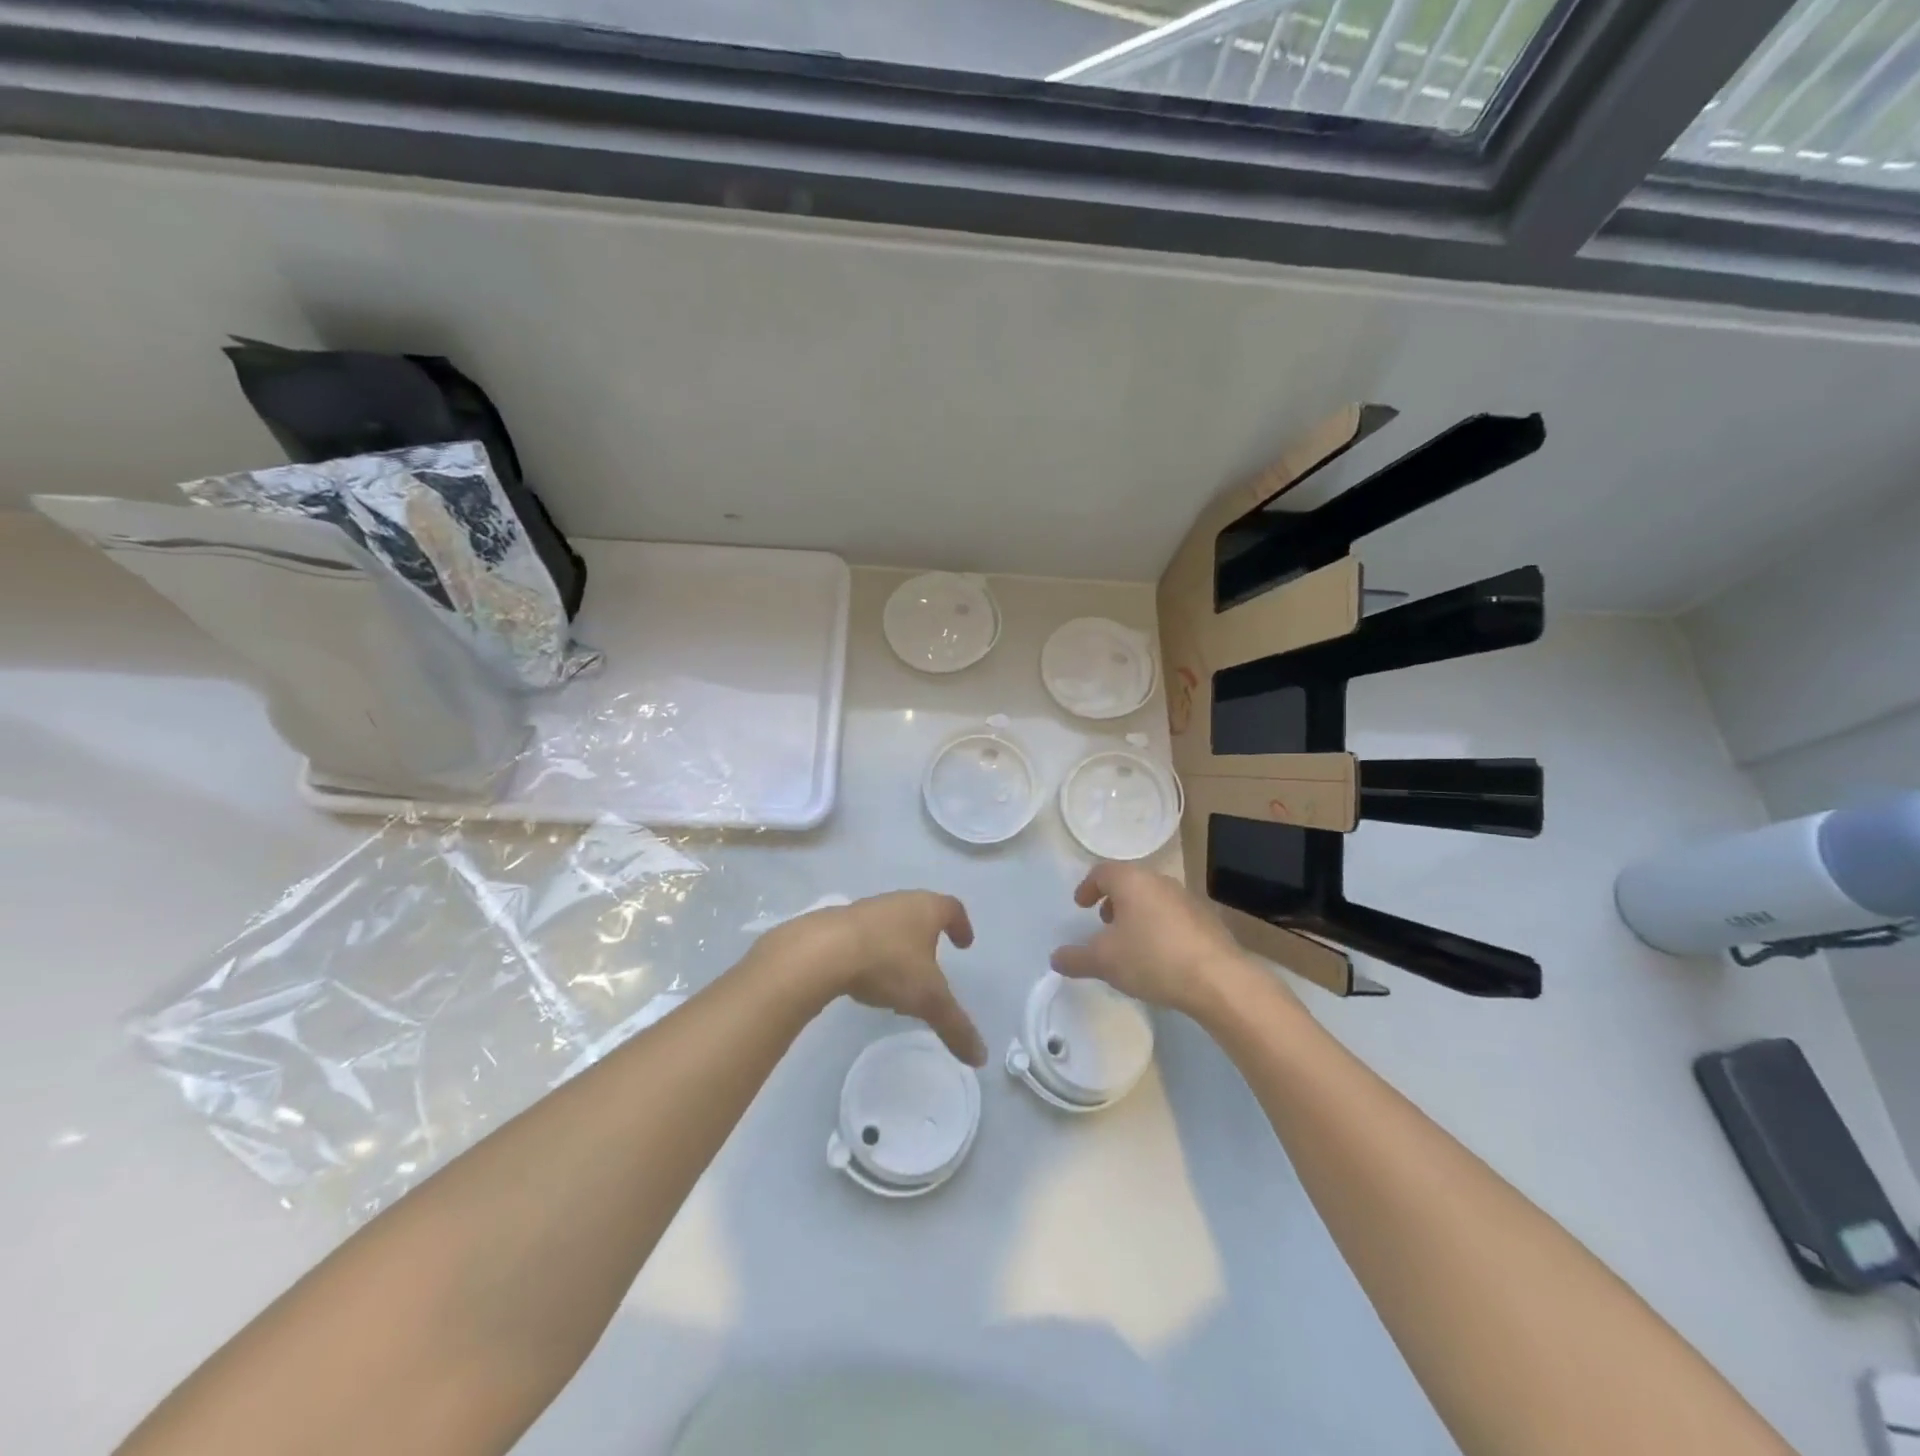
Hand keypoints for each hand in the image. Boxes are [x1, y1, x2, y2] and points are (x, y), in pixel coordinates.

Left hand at [761, 891, 986, 1065]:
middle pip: (920, 912)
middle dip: (929, 935)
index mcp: (926, 908)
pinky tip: (866, 975)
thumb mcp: (927, 999)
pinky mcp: (838, 923)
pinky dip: (872, 950)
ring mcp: (866, 909)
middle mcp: (899, 901)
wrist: (823, 951)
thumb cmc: (887, 963)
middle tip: (933, 960)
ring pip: (891, 923)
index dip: (961, 925)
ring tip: (899, 974)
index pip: (952, 908)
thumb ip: (955, 1026)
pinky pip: (865, 934)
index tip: (964, 943)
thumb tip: (981, 1057)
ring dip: (899, 943)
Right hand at [1050, 862, 1253, 1014]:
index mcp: (1131, 881)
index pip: (1102, 871)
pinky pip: (1173, 914)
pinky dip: (1159, 925)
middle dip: (1113, 899)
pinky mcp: (1207, 919)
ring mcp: (1187, 898)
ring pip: (1153, 897)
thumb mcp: (1104, 961)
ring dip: (1137, 913)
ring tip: (1131, 941)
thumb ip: (1075, 958)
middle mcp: (1159, 881)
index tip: (1081, 905)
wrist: (1217, 979)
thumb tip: (1055, 958)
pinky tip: (1159, 954)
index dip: (1088, 887)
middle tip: (1104, 922)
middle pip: (1130, 881)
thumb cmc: (1151, 959)